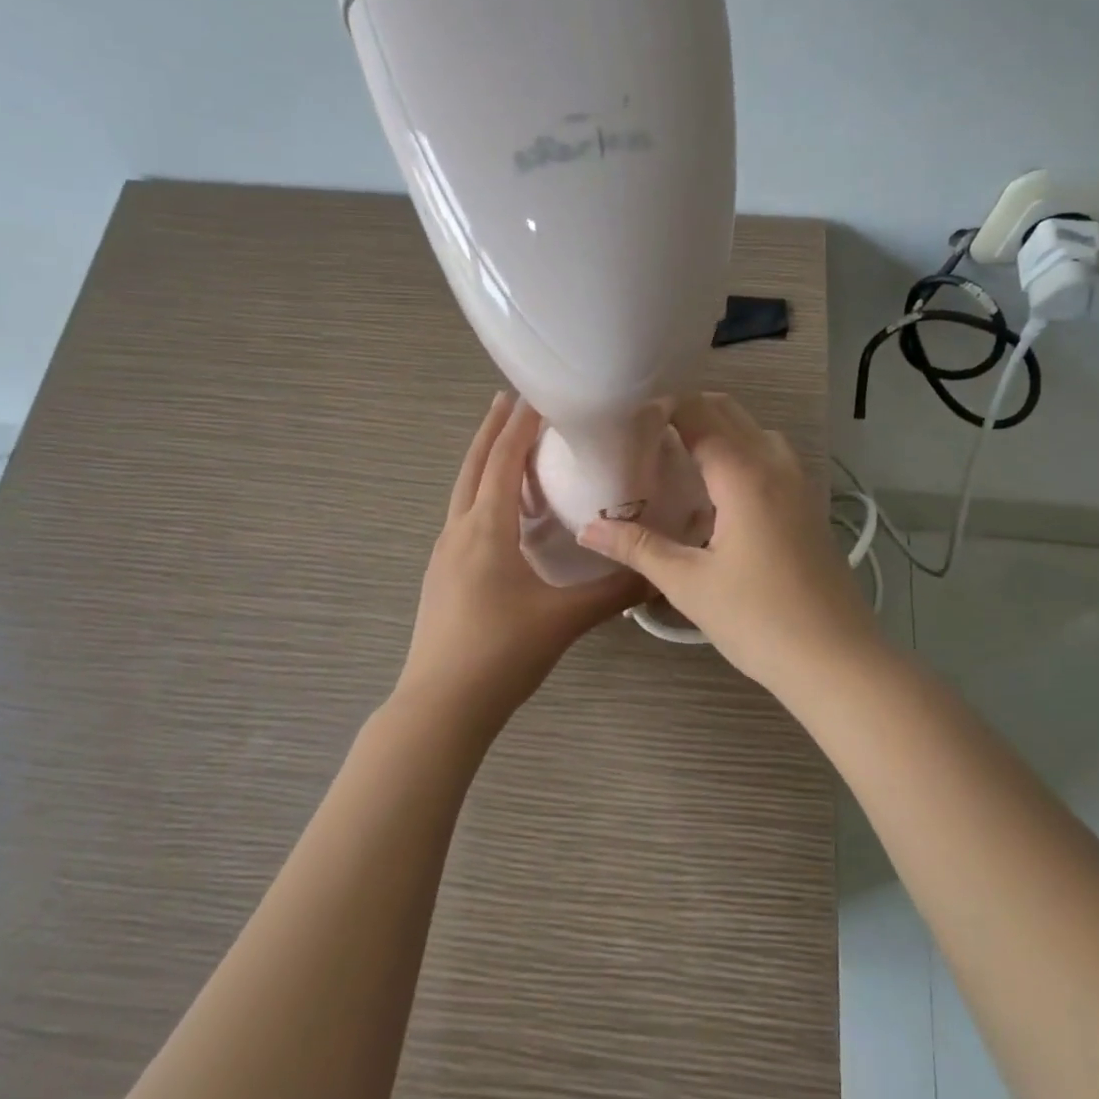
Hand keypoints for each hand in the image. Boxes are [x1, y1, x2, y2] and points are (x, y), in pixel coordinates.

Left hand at [398, 393, 643, 725]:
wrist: (440, 706)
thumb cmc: (501, 654)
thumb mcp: (564, 619)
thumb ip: (614, 592)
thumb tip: (658, 571)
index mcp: (485, 530)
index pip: (502, 461)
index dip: (520, 424)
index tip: (537, 392)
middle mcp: (458, 531)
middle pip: (473, 466)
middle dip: (492, 430)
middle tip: (511, 399)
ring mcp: (444, 554)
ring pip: (463, 491)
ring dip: (483, 462)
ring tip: (506, 445)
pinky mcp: (442, 576)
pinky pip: (462, 518)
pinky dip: (480, 495)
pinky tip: (498, 512)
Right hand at [576, 393, 881, 696]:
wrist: (837, 660)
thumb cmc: (759, 620)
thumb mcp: (689, 584)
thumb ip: (638, 548)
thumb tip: (587, 528)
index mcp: (744, 473)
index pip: (698, 413)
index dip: (660, 405)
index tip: (622, 417)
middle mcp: (775, 465)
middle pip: (728, 412)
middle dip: (685, 411)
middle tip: (640, 434)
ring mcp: (799, 484)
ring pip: (753, 433)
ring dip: (716, 431)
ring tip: (674, 456)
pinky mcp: (808, 506)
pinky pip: (769, 458)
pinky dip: (739, 454)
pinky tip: (715, 493)